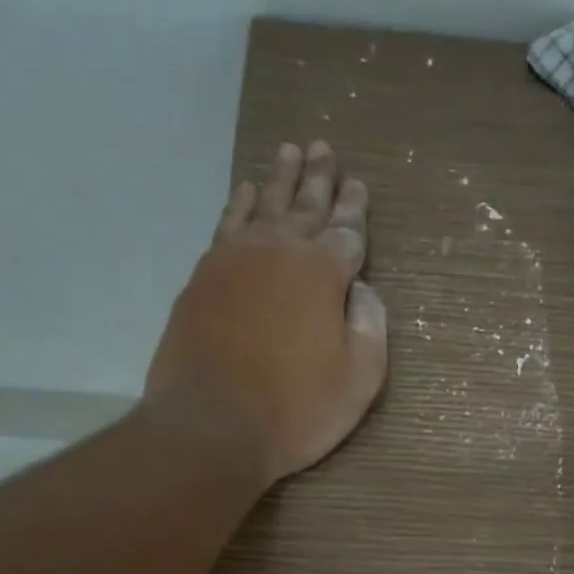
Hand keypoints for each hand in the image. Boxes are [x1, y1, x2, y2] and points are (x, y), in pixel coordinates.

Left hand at [147, 140, 387, 483]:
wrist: (212, 425)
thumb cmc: (296, 410)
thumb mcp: (358, 379)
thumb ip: (370, 327)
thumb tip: (364, 290)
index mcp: (323, 273)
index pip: (347, 232)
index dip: (355, 208)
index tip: (359, 183)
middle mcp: (279, 251)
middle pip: (305, 206)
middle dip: (319, 178)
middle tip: (325, 148)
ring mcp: (235, 260)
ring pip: (263, 204)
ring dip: (279, 178)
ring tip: (290, 152)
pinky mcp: (203, 276)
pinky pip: (227, 224)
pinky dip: (239, 203)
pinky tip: (246, 192)